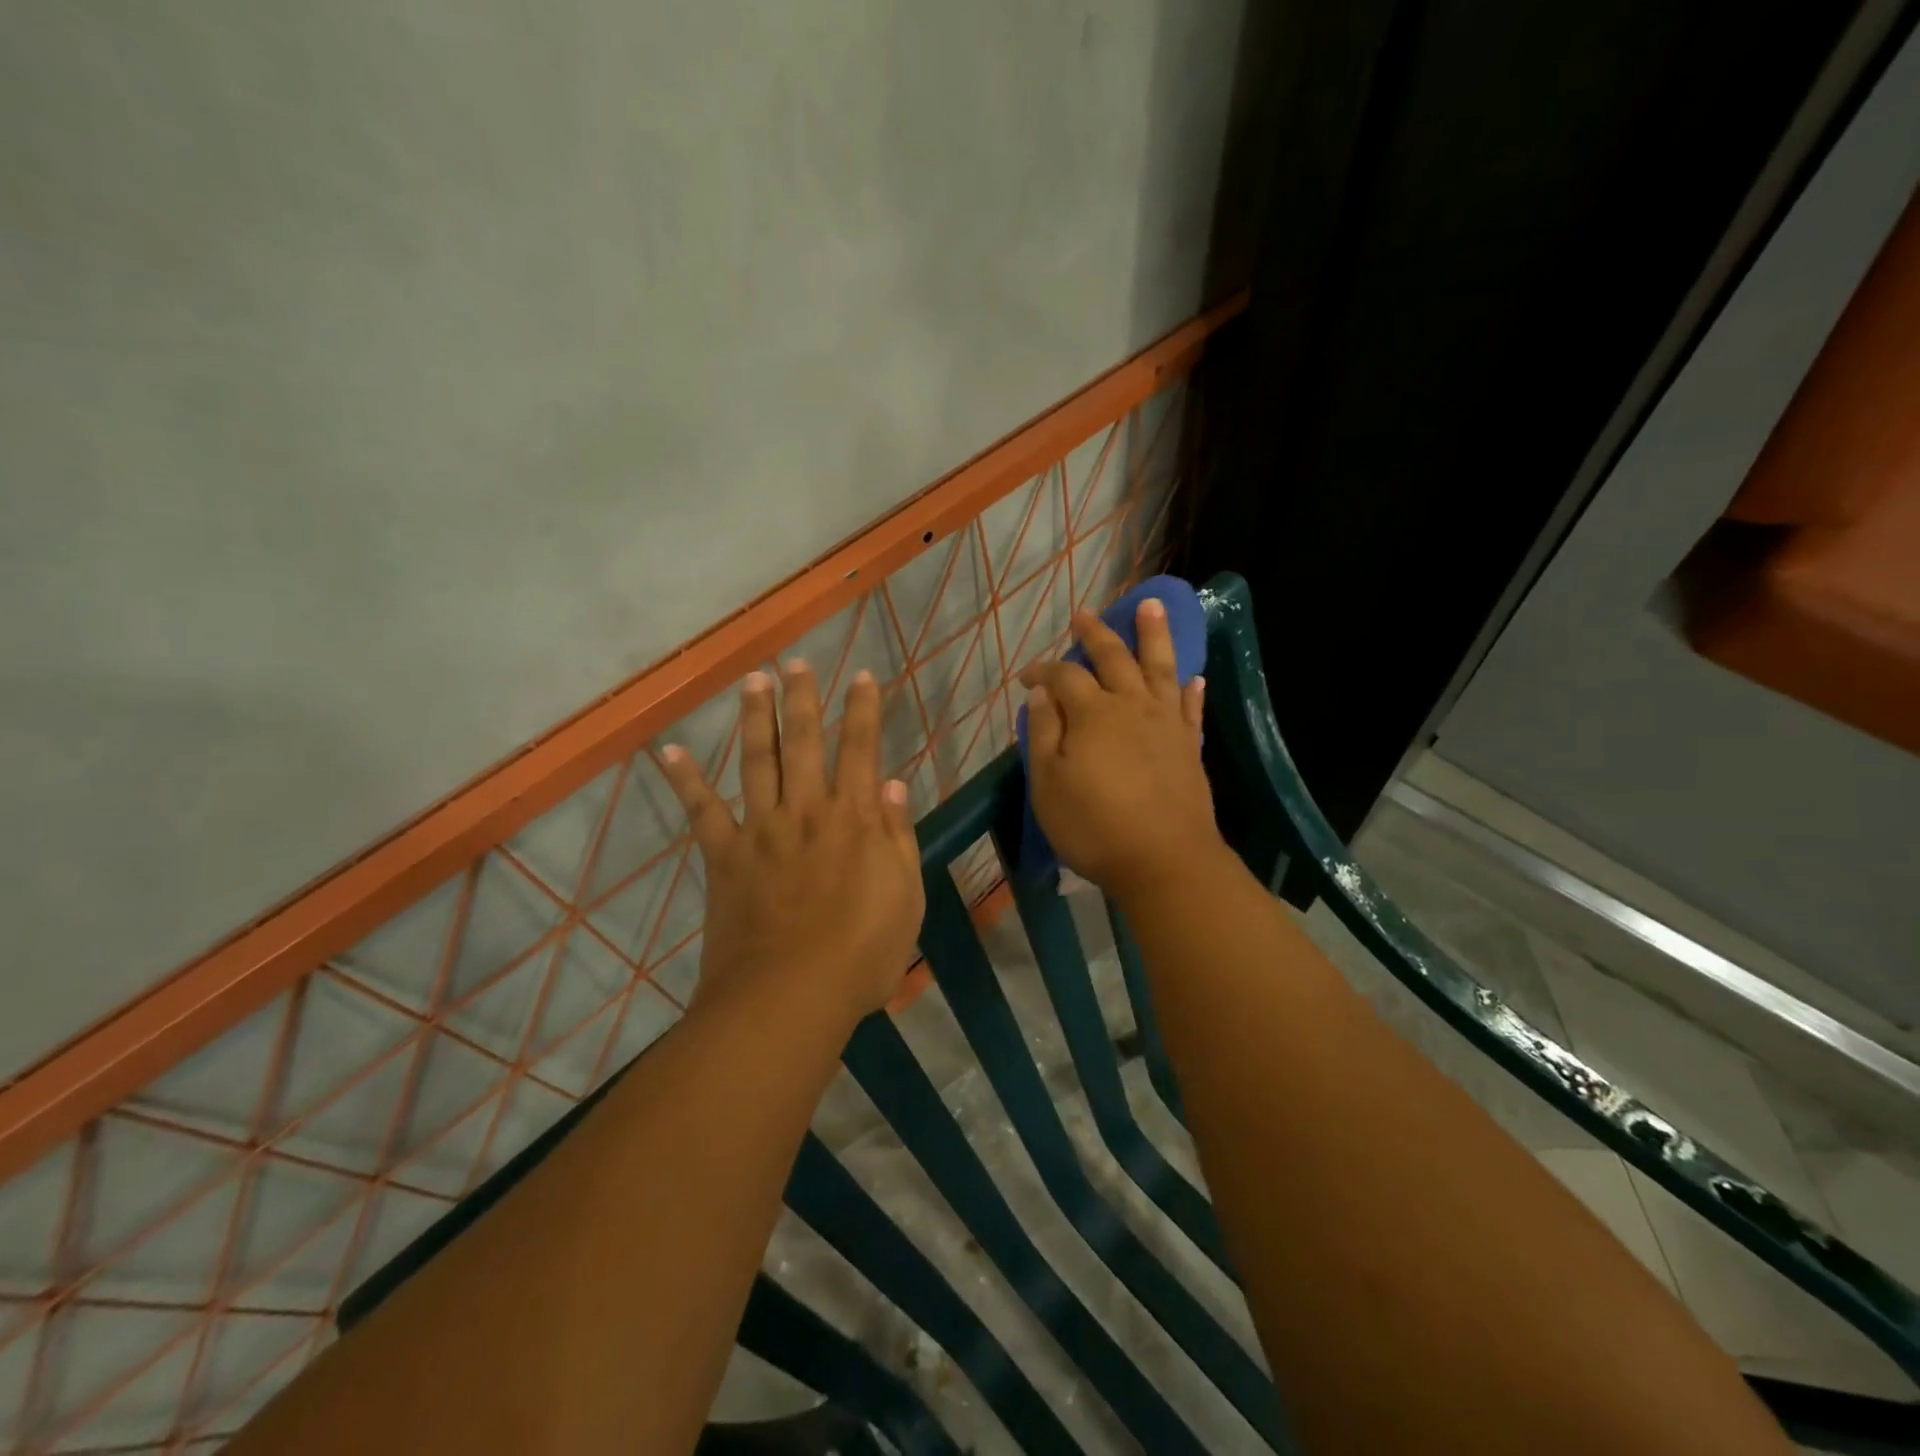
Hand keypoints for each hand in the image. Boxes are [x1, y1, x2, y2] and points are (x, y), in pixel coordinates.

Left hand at [660, 661, 925, 1023]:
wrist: (789, 997)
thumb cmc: (861, 954)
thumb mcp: (905, 898)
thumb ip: (899, 838)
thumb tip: (895, 786)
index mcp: (855, 819)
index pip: (861, 749)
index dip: (862, 710)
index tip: (861, 676)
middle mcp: (807, 810)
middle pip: (804, 741)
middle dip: (803, 698)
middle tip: (797, 661)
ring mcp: (761, 829)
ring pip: (757, 760)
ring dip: (755, 717)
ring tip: (752, 680)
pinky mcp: (724, 856)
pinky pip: (702, 811)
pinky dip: (685, 780)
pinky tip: (670, 750)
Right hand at [1019, 600, 1224, 903]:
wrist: (1165, 861)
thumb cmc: (1095, 827)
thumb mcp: (1048, 784)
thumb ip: (1044, 732)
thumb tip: (1041, 691)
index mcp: (1092, 714)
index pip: (1063, 677)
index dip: (1042, 671)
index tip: (1025, 676)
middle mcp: (1131, 706)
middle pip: (1113, 658)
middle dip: (1096, 634)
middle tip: (1084, 615)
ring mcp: (1166, 724)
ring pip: (1159, 667)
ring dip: (1153, 634)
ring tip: (1150, 606)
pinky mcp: (1189, 746)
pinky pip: (1190, 708)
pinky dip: (1191, 689)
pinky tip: (1193, 676)